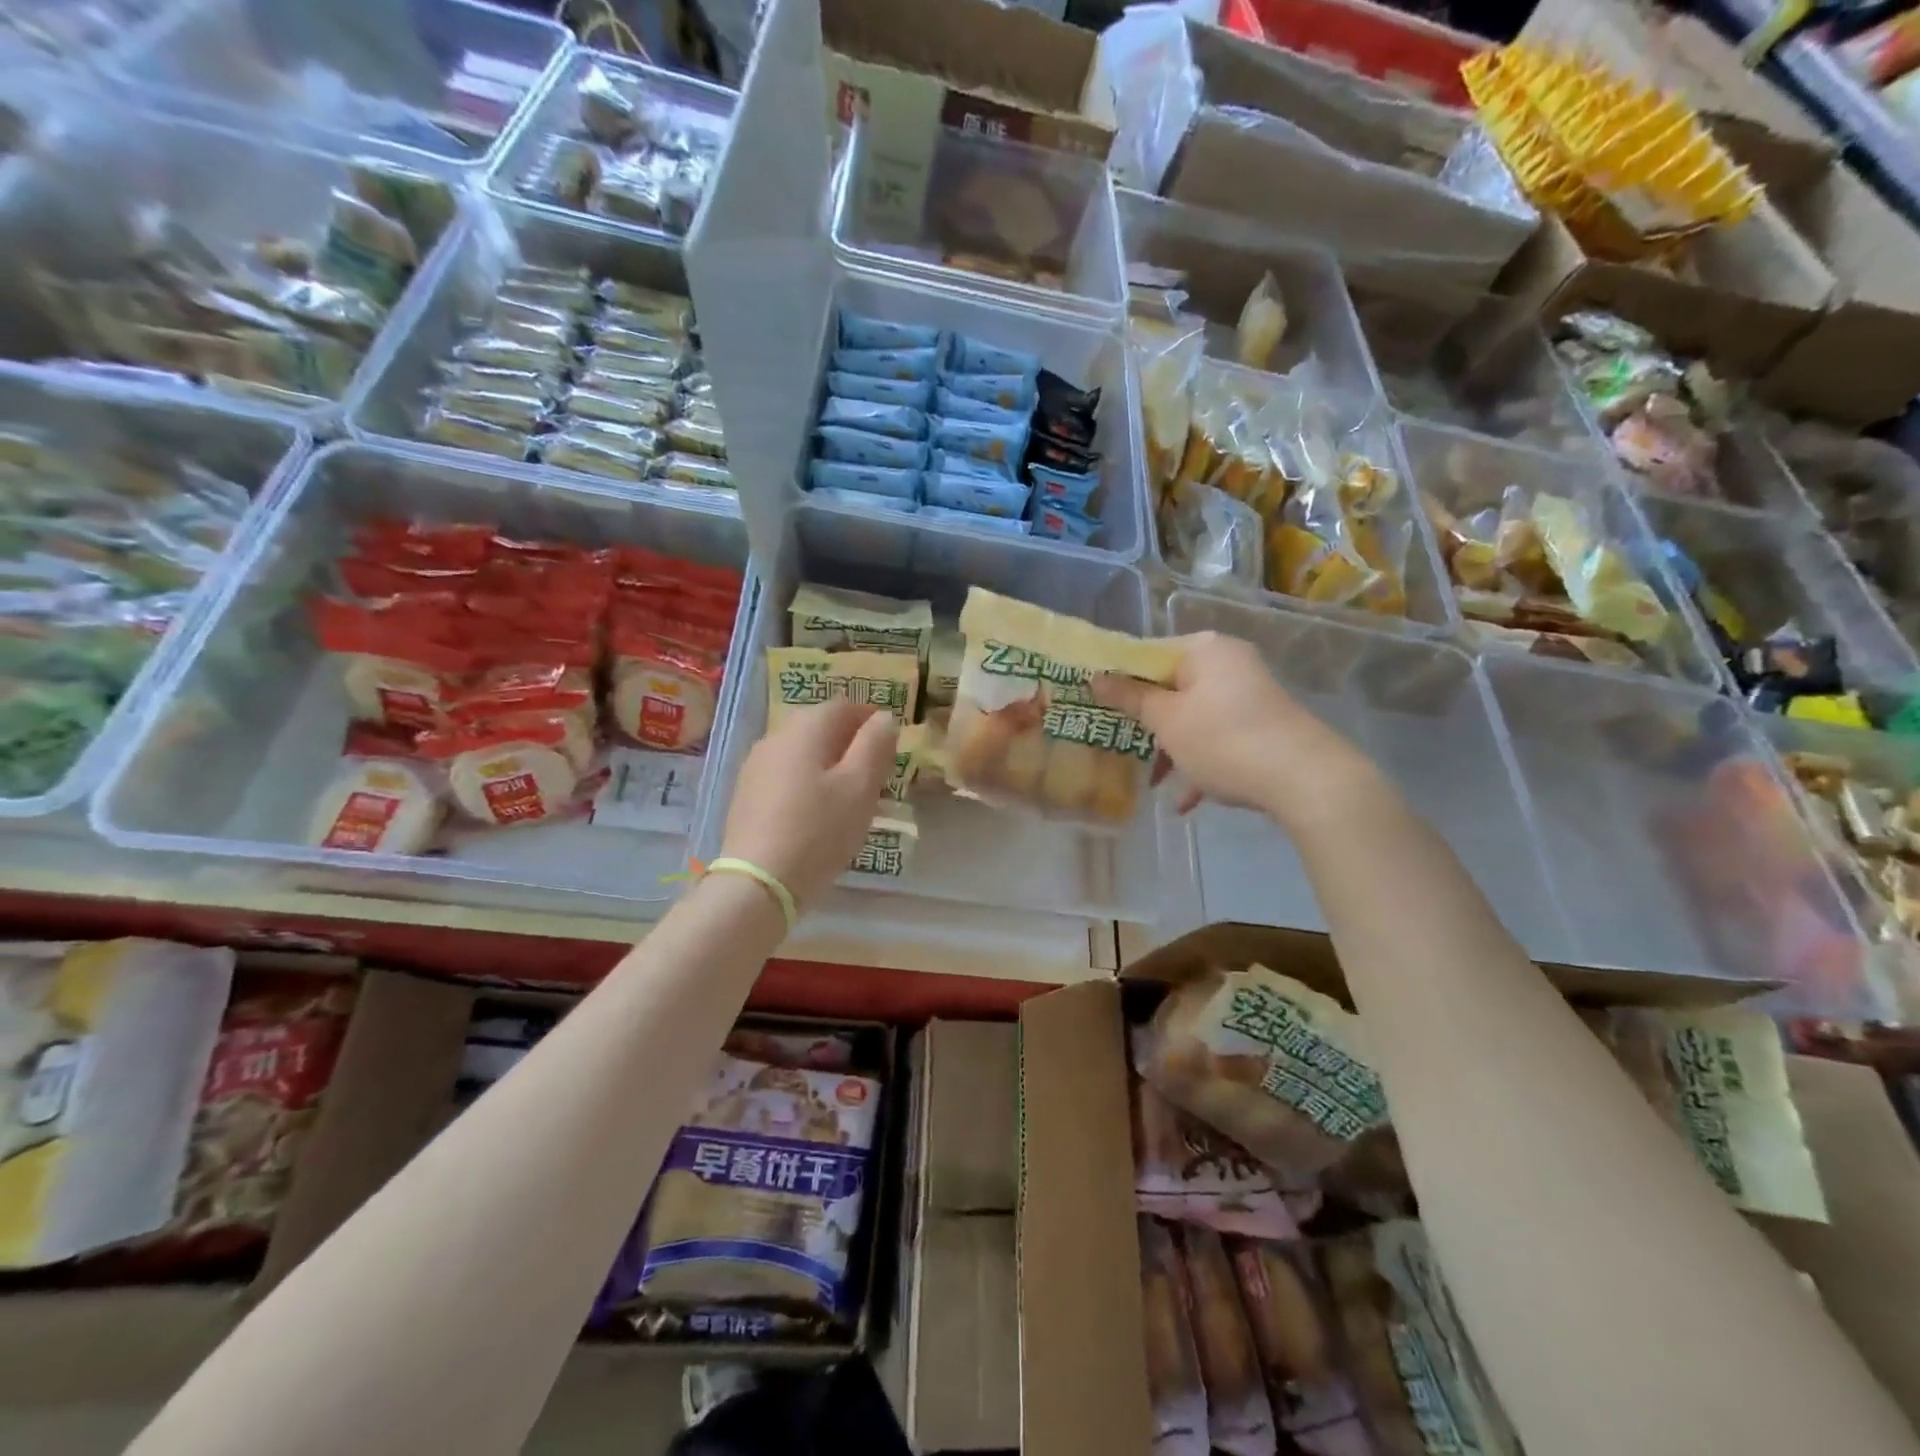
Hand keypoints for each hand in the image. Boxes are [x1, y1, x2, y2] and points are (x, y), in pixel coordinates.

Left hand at [719, 700, 898, 908]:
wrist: (758, 882)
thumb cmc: (819, 830)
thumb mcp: (860, 787)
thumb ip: (875, 744)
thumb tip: (883, 717)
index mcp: (805, 728)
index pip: (843, 705)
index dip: (870, 718)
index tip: (890, 744)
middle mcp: (775, 737)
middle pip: (819, 726)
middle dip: (849, 741)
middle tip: (874, 771)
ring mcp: (755, 766)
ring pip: (801, 751)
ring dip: (827, 762)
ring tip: (848, 794)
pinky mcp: (746, 795)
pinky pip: (785, 774)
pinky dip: (806, 781)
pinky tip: (816, 811)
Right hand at [1092, 631, 1372, 823]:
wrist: (1307, 780)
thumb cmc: (1224, 740)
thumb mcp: (1168, 721)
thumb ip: (1131, 698)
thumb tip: (1095, 677)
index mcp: (1204, 649)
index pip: (1148, 654)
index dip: (1119, 681)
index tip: (1096, 706)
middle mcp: (1228, 663)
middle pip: (1171, 688)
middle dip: (1145, 723)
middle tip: (1118, 746)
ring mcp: (1248, 695)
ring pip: (1193, 717)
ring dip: (1170, 750)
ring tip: (1153, 784)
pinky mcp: (1262, 726)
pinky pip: (1218, 738)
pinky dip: (1199, 762)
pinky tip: (1186, 801)